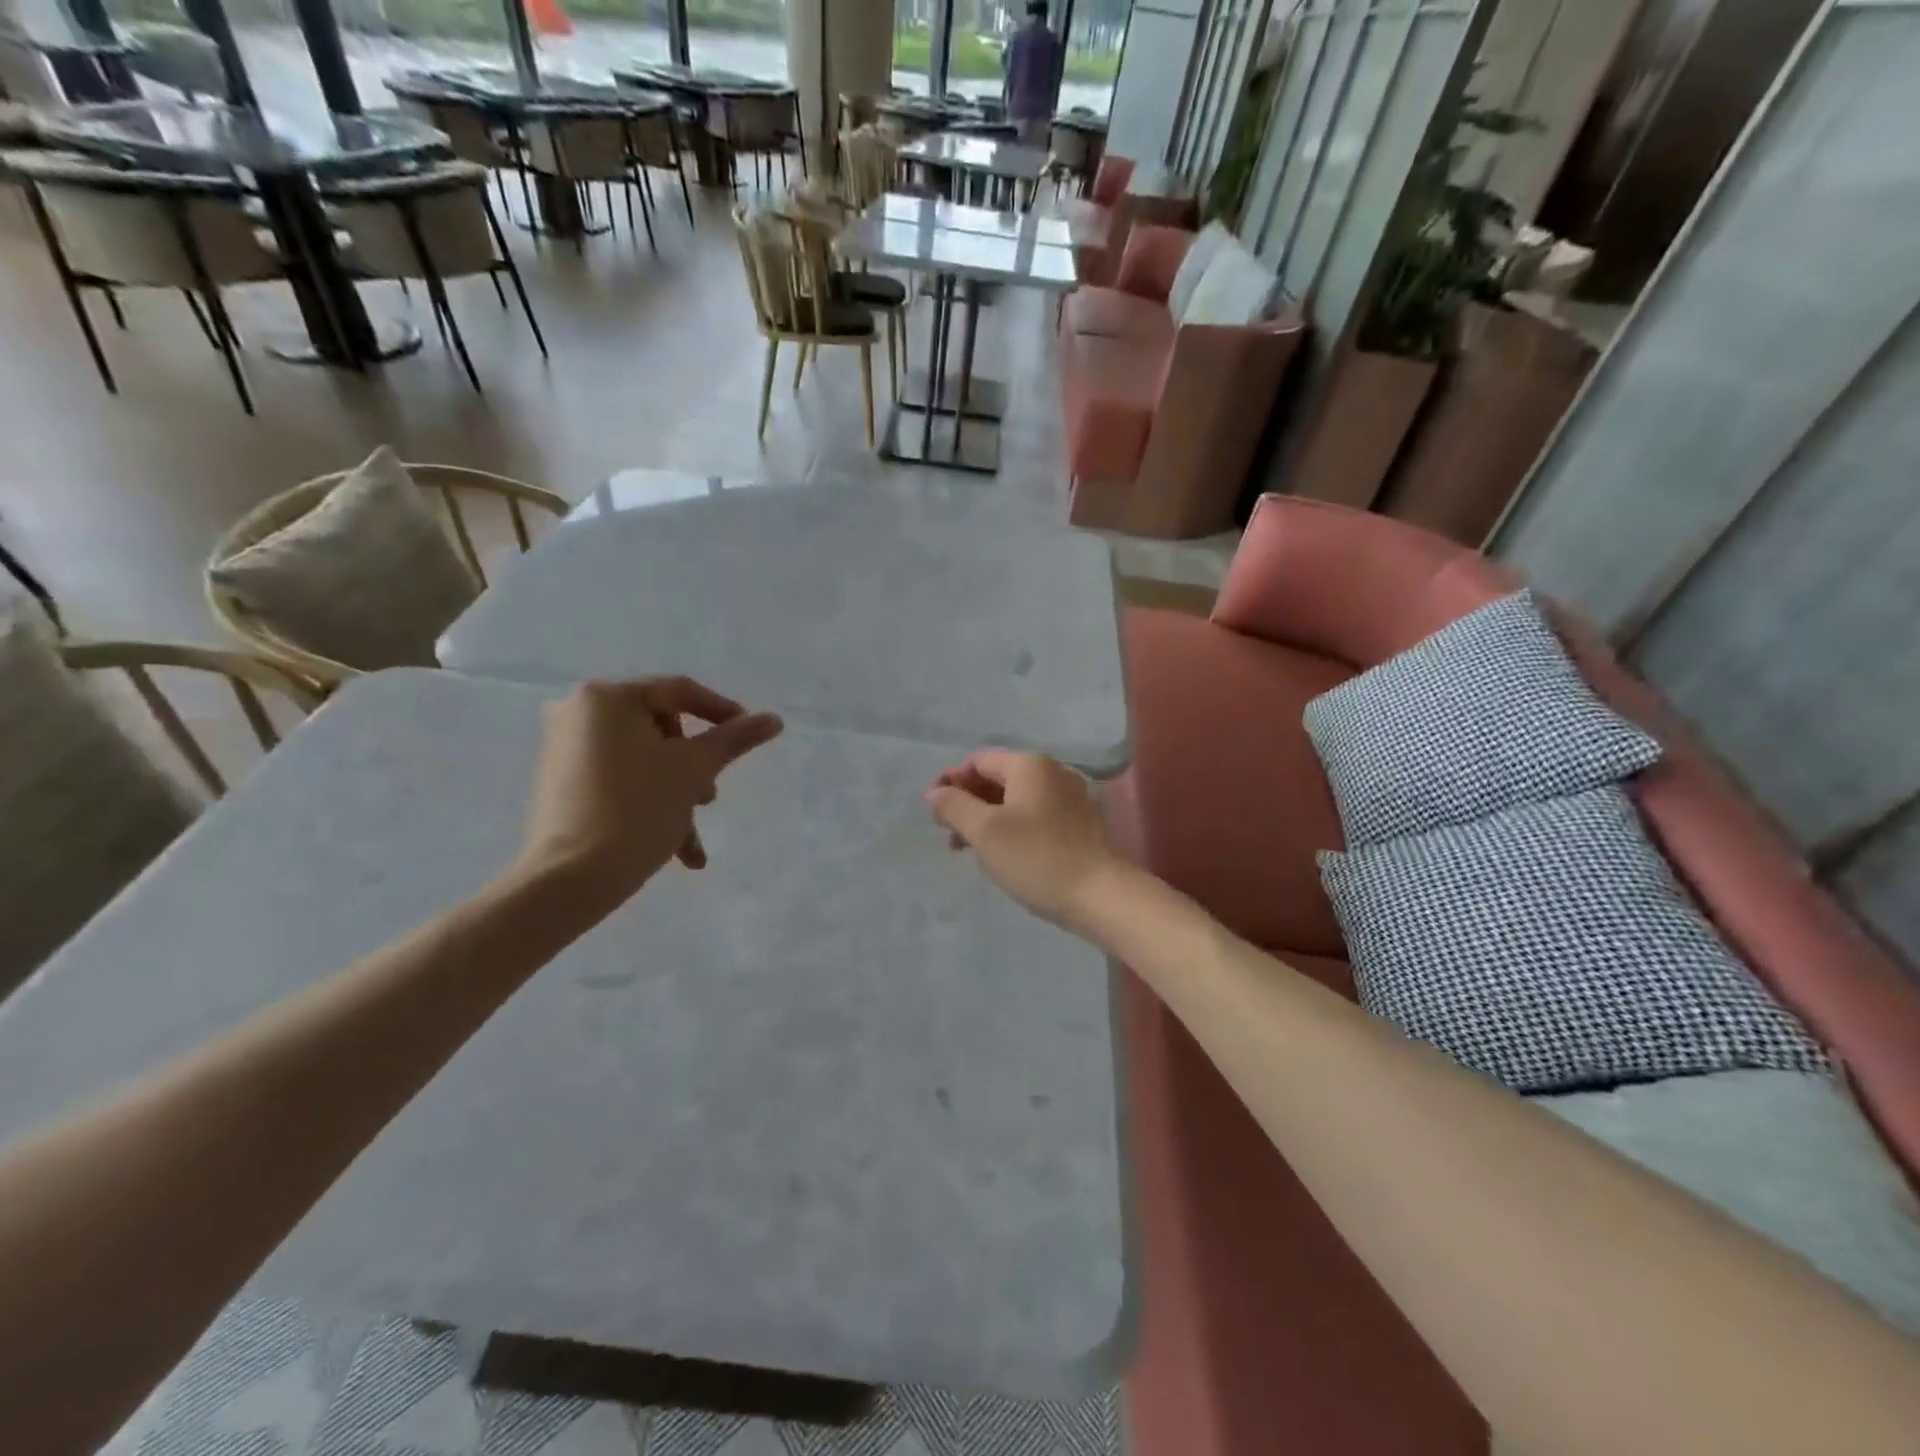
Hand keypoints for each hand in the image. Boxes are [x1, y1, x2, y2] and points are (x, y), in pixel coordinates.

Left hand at [516, 677, 782, 905]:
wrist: (571, 878)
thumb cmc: (638, 809)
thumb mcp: (694, 769)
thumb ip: (735, 739)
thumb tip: (774, 719)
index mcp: (607, 697)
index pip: (680, 692)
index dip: (722, 712)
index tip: (750, 736)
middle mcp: (578, 712)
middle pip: (661, 728)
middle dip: (694, 767)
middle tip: (710, 799)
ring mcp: (565, 748)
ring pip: (644, 760)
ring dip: (677, 793)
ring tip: (692, 841)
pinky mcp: (563, 782)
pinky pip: (620, 780)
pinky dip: (649, 802)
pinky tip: (674, 848)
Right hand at [923, 750, 1126, 931]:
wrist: (1100, 895)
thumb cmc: (1036, 857)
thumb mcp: (985, 831)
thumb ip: (953, 806)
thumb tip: (933, 792)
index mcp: (1030, 765)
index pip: (978, 761)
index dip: (950, 783)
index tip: (933, 813)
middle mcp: (1052, 772)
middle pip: (997, 778)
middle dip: (968, 802)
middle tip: (947, 834)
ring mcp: (1070, 797)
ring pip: (1015, 800)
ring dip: (987, 819)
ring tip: (969, 850)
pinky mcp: (1079, 823)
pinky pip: (1034, 815)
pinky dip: (1011, 828)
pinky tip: (1002, 855)